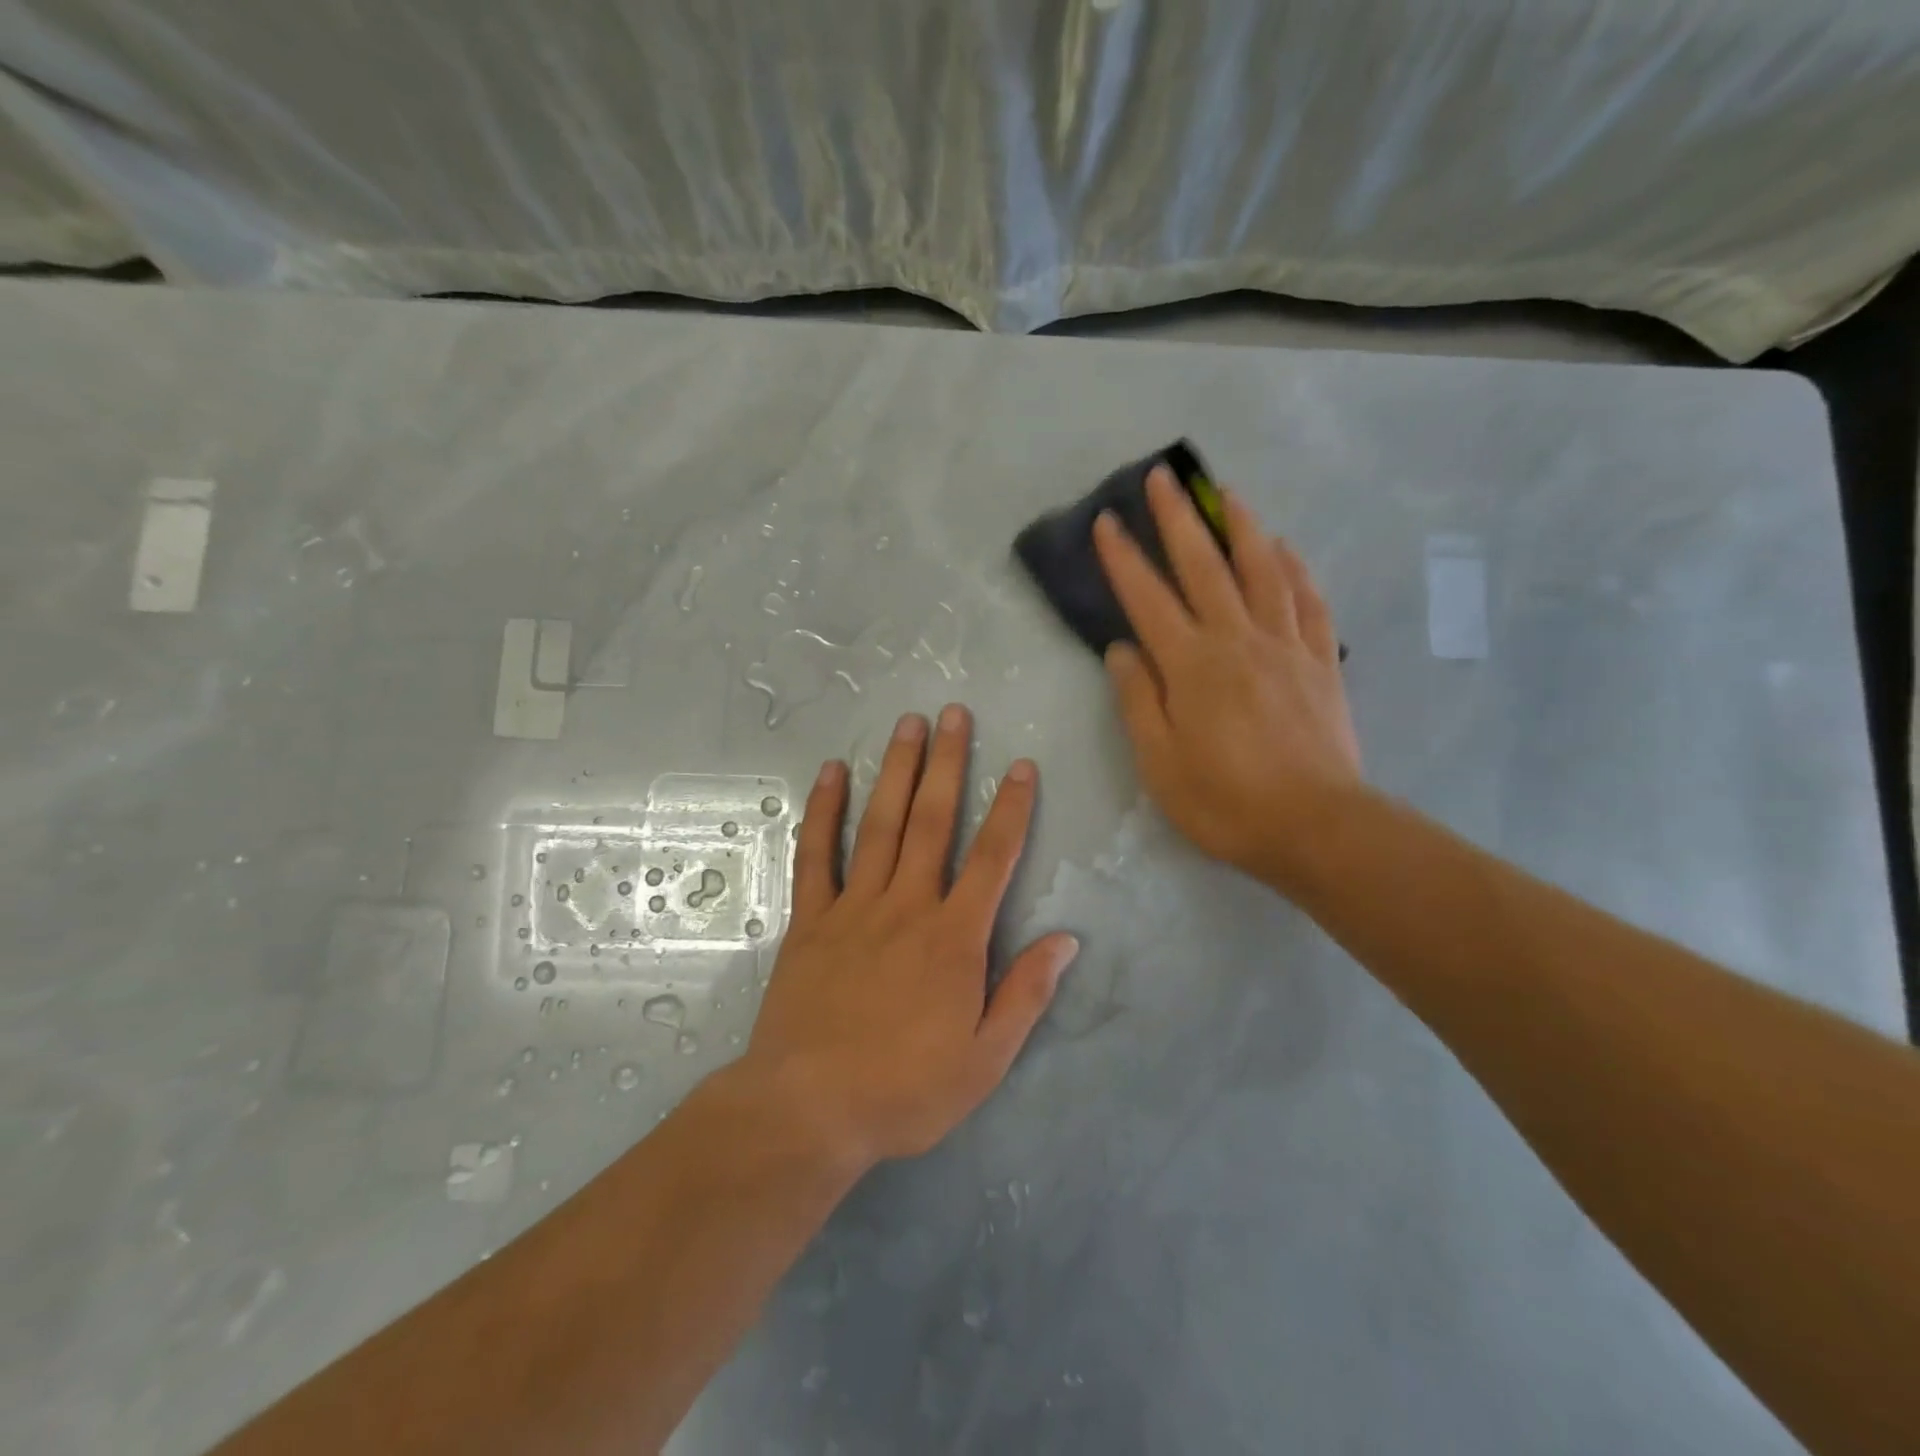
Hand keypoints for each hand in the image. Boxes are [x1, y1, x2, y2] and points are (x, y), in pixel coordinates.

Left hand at [742, 706, 1078, 1168]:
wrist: (808, 1110)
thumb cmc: (904, 1090)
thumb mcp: (984, 1060)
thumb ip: (1025, 994)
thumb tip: (1066, 940)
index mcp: (954, 938)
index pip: (993, 858)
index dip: (1011, 809)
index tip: (1021, 767)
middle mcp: (907, 906)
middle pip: (933, 821)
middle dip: (949, 764)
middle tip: (955, 714)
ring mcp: (854, 907)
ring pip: (879, 824)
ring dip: (896, 770)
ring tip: (907, 724)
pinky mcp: (811, 920)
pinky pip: (817, 855)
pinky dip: (824, 811)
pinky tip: (832, 773)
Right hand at [1093, 467, 1362, 890]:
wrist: (1316, 826)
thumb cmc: (1225, 802)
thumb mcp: (1159, 762)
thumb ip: (1138, 700)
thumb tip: (1122, 650)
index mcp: (1191, 665)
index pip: (1148, 598)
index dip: (1123, 558)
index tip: (1106, 521)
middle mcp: (1237, 640)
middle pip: (1205, 566)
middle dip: (1179, 519)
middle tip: (1163, 477)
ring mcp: (1285, 646)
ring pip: (1263, 570)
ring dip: (1241, 527)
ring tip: (1227, 494)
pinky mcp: (1320, 662)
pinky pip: (1308, 601)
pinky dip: (1295, 568)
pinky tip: (1286, 549)